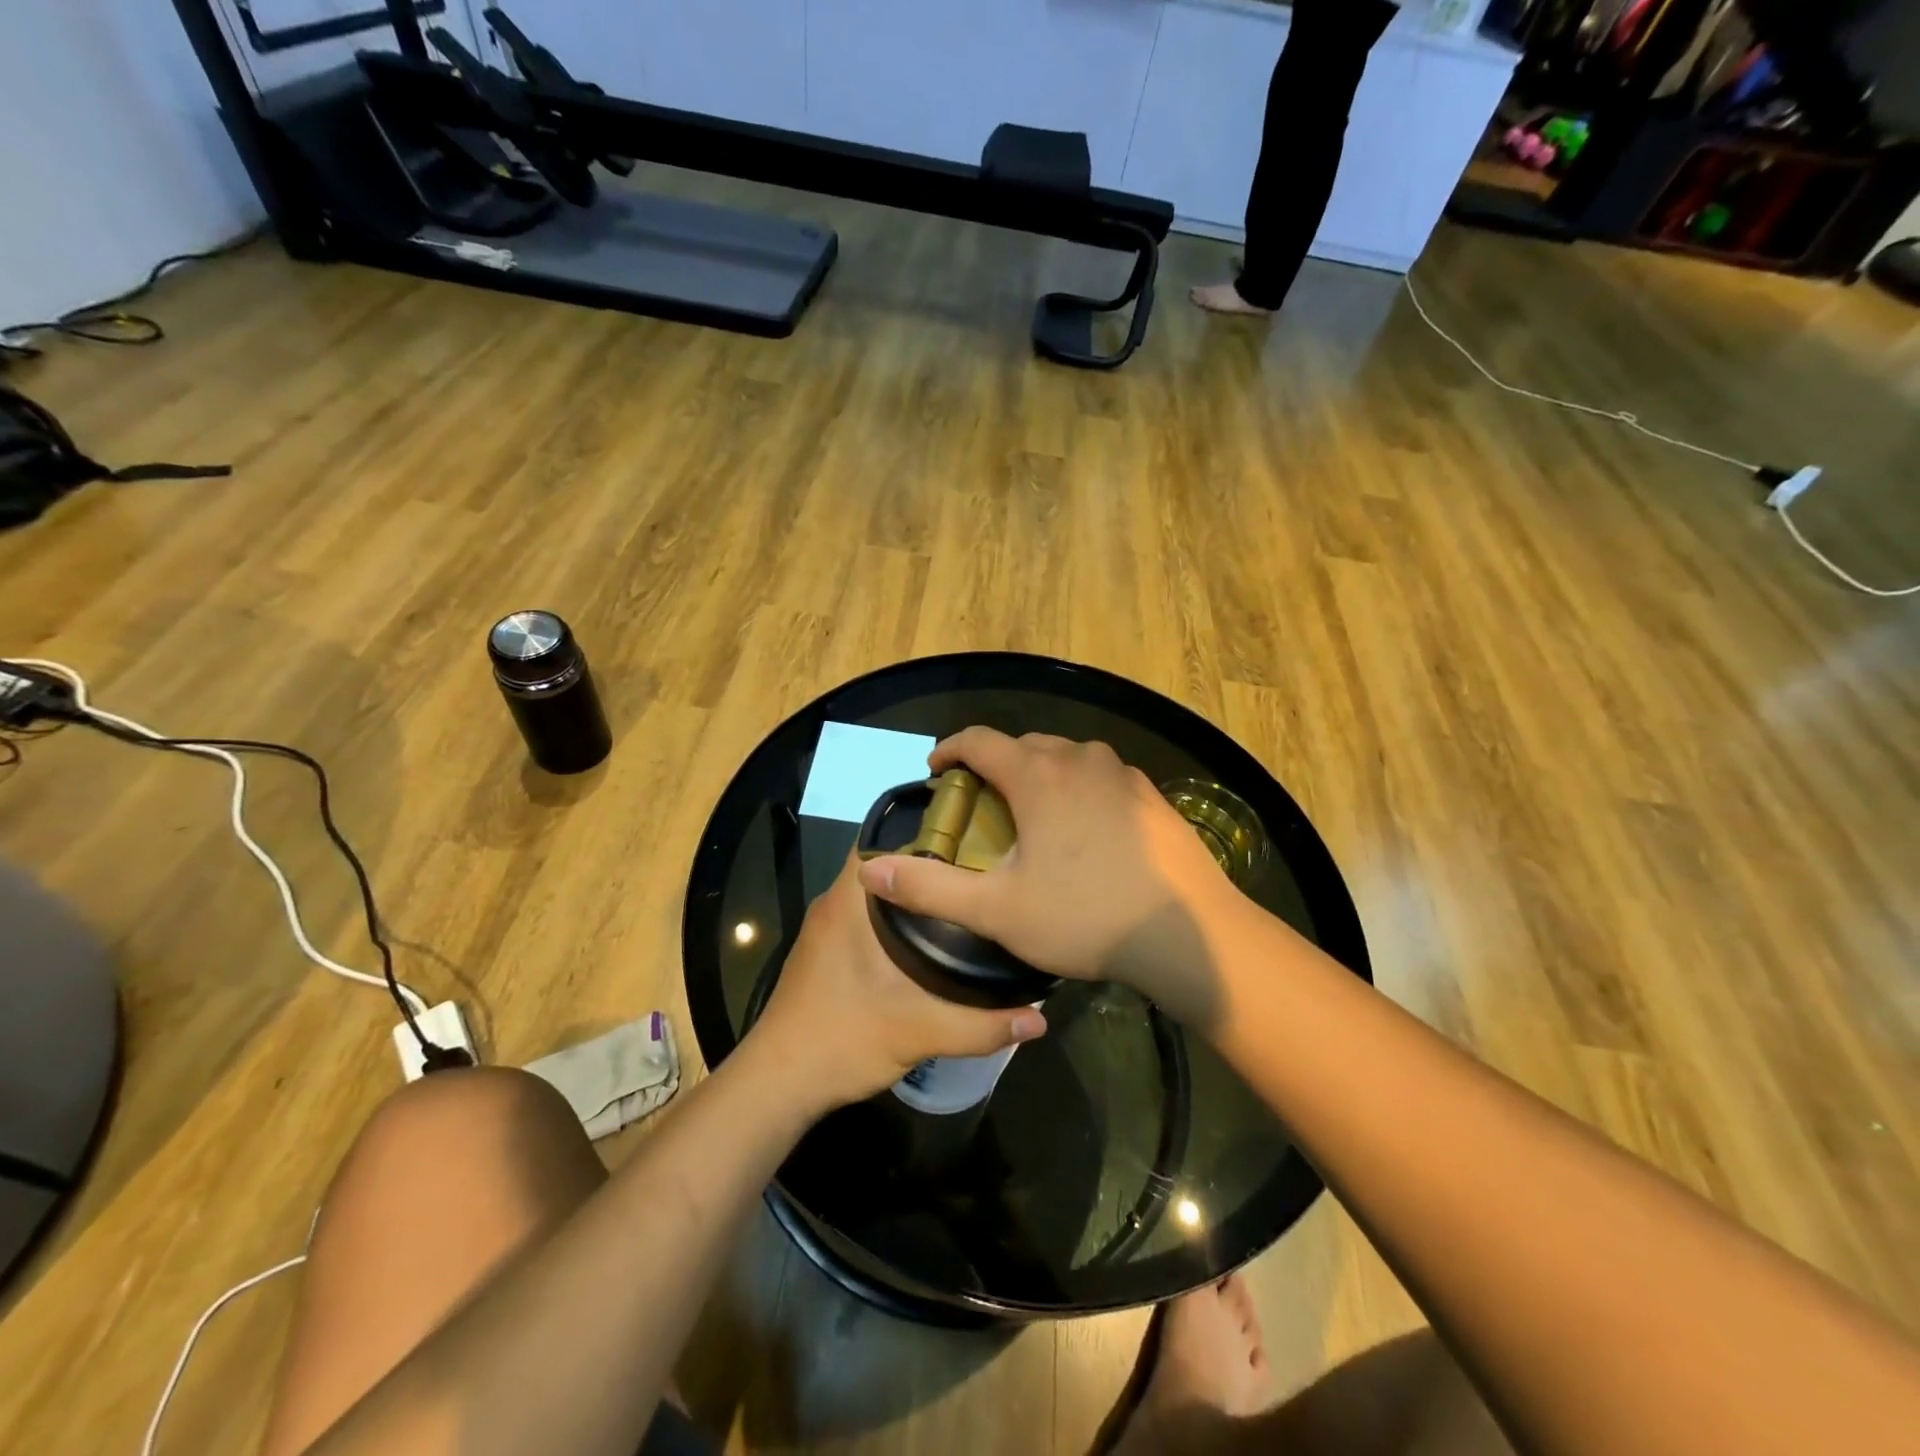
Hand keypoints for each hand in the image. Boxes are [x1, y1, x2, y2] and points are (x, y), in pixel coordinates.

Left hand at [750, 850, 1047, 1112]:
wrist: (778, 1085)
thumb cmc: (842, 1040)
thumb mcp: (919, 1032)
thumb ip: (981, 1026)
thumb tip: (1040, 1021)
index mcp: (849, 902)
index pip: (884, 837)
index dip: (926, 829)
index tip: (971, 833)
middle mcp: (834, 904)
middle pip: (886, 864)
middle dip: (931, 863)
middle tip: (982, 867)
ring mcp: (826, 930)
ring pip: (878, 892)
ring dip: (914, 893)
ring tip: (965, 897)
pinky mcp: (826, 953)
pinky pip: (867, 916)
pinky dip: (897, 918)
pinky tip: (932, 939)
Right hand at [855, 728, 1234, 1024]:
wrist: (1188, 935)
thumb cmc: (1085, 916)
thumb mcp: (997, 910)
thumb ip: (930, 887)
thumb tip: (871, 870)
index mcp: (1038, 775)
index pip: (980, 740)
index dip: (951, 749)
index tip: (936, 768)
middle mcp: (1081, 758)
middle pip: (1024, 745)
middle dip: (995, 764)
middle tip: (981, 801)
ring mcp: (1122, 774)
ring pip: (1067, 757)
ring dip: (1040, 773)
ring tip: (1031, 812)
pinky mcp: (1152, 796)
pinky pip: (1101, 776)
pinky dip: (1079, 787)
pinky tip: (1085, 828)